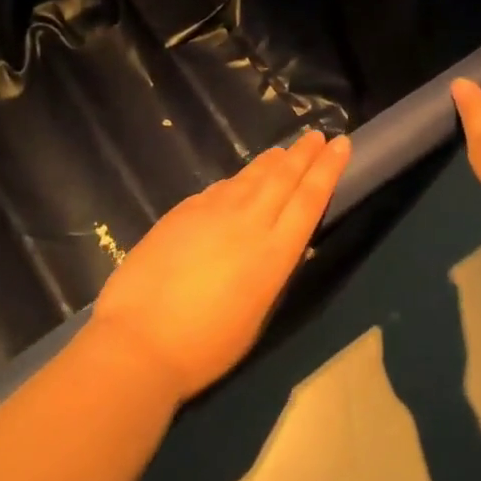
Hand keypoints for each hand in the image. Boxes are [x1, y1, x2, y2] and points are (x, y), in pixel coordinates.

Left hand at [91, 130, 351, 400]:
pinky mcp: (183, 211)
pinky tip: (238, 181)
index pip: (309, 199)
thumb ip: (268, 272)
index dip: (327, 169)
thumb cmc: (205, 346)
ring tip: (284, 151)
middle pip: (283, 178)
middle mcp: (249, 222)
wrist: (140, 339)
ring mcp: (212, 212)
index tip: (340, 144)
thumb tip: (275, 246)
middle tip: (317, 134)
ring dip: (271, 162)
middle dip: (303, 154)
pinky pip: (220, 188)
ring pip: (250, 177)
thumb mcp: (256, 313)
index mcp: (275, 253)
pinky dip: (236, 180)